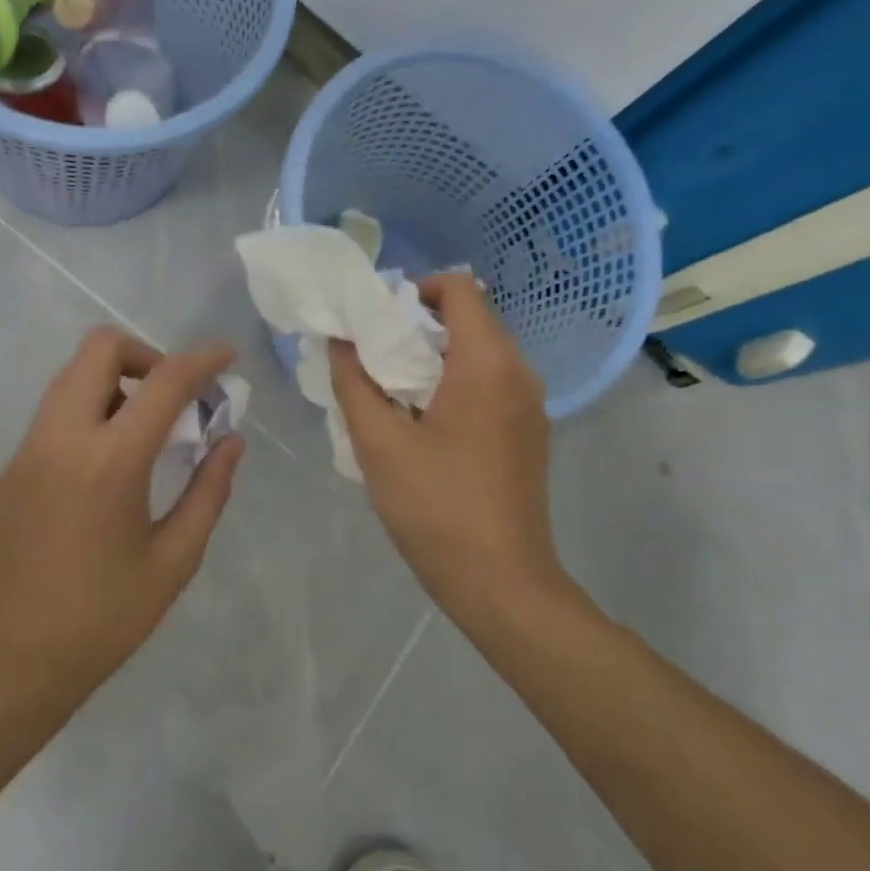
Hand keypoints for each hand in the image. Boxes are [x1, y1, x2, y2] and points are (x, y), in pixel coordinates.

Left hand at [0, 327, 244, 699]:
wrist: (8, 665)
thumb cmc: (103, 620)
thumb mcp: (173, 560)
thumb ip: (208, 491)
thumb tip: (231, 441)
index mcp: (109, 462)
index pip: (162, 382)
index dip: (201, 360)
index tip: (226, 354)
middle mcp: (60, 439)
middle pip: (98, 349)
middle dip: (145, 355)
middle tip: (173, 400)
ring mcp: (26, 452)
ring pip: (70, 378)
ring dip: (115, 383)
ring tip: (146, 435)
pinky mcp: (8, 472)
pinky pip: (53, 415)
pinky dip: (89, 414)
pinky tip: (107, 470)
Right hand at [329, 274, 569, 621]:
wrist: (502, 582)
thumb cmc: (436, 508)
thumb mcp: (379, 444)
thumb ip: (354, 383)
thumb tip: (340, 341)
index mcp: (487, 363)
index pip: (459, 288)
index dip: (414, 290)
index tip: (377, 322)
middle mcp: (519, 372)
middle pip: (470, 319)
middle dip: (417, 327)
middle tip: (373, 359)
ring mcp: (530, 405)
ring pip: (479, 354)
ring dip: (434, 359)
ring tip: (391, 394)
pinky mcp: (528, 433)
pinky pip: (490, 385)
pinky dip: (455, 385)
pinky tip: (423, 425)